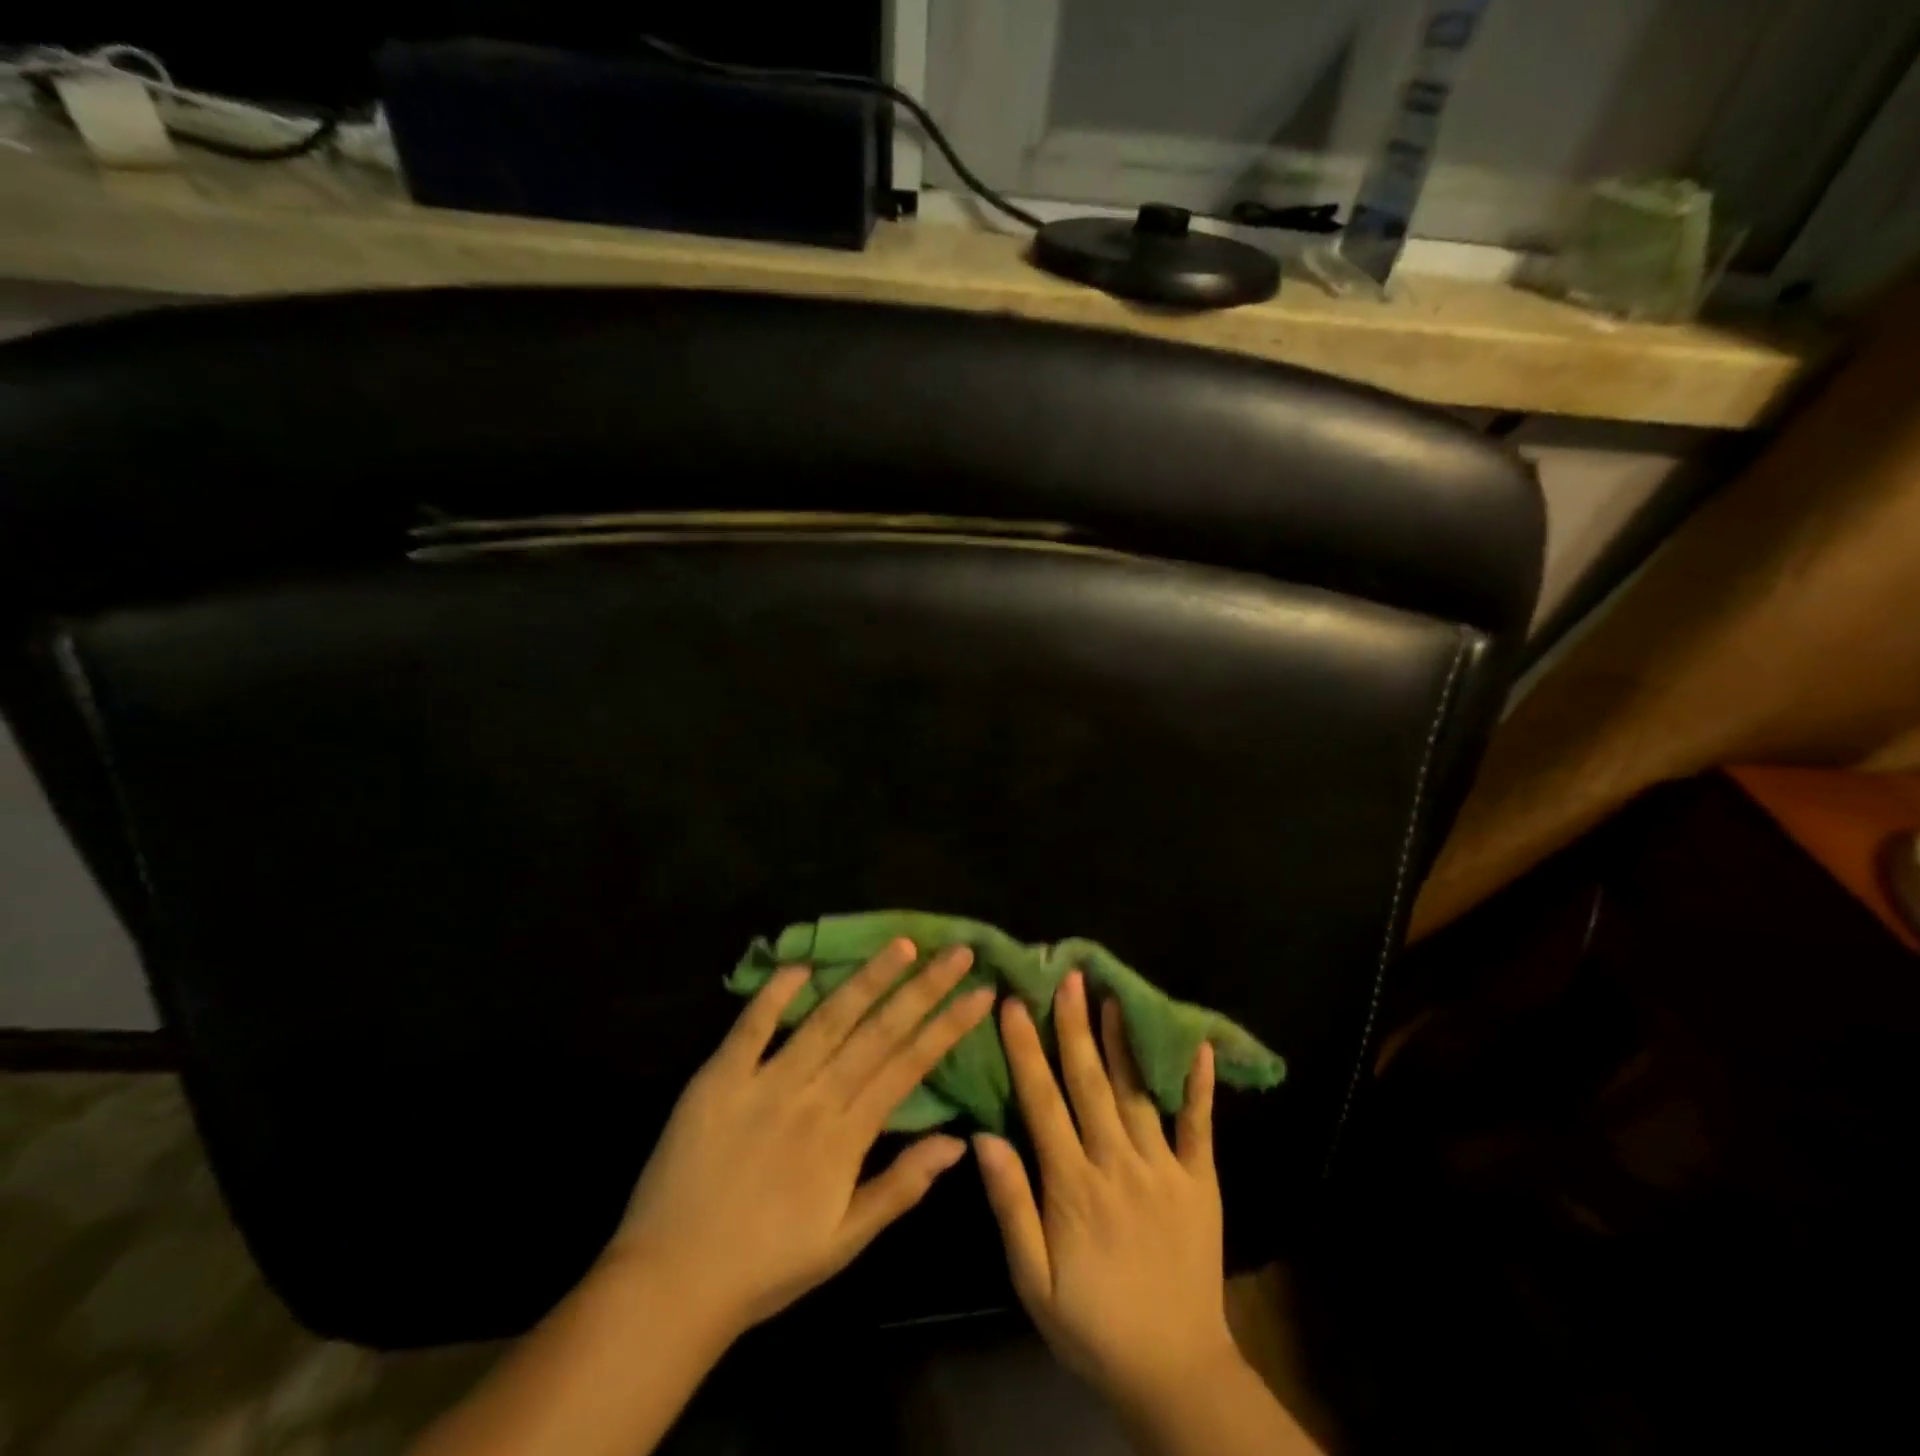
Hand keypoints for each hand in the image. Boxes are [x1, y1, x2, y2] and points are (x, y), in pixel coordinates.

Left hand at [612, 938, 994, 1339]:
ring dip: (867, 978)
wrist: (669, 1283)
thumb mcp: (845, 1241)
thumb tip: (958, 1142)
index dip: (948, 1026)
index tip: (981, 992)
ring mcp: (765, 1083)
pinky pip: (751, 1027)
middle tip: (957, 950)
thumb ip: (901, 1186)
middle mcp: (814, 1098)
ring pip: (826, 1019)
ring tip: (902, 944)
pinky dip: (775, 995)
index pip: (910, 1066)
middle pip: (878, 1032)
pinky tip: (802, 965)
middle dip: (924, 988)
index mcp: (846, 1136)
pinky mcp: (719, 1078)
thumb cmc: (766, 1265)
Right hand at [974, 970, 1239, 1407]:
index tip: (1014, 1004)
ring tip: (1112, 995)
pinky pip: (1199, 1126)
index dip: (1026, 1050)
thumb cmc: (1092, 1324)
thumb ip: (1011, 1206)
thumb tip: (984, 1137)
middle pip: (1090, 1083)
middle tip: (1068, 977)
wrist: (1175, 1371)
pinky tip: (1198, 1046)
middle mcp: (1117, 1164)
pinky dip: (1199, 1085)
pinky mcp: (1200, 1181)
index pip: (1042, 1102)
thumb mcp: (1033, 1280)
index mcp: (1072, 1186)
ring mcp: (1163, 1169)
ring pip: (1136, 1092)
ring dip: (1122, 1041)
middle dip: (1075, 1026)